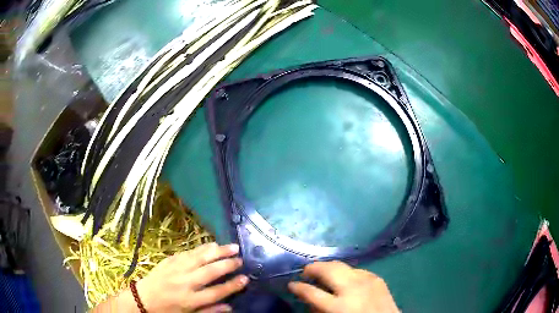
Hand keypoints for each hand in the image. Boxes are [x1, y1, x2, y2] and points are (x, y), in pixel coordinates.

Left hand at [136, 243, 247, 312]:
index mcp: (190, 300)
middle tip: (241, 259)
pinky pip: (187, 252)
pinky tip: (211, 244)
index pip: (216, 292)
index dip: (232, 286)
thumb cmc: (167, 310)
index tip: (245, 278)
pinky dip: (201, 248)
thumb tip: (230, 307)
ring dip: (217, 251)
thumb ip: (209, 311)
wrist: (142, 299)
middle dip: (227, 264)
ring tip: (231, 246)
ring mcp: (175, 270)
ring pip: (200, 258)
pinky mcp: (169, 261)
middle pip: (210, 272)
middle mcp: (184, 283)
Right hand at [288, 261, 398, 312]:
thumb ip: (319, 309)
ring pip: (342, 265)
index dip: (297, 287)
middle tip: (305, 272)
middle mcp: (353, 289)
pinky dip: (346, 273)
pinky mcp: (377, 278)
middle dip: (312, 268)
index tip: (291, 284)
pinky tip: (345, 279)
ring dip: (329, 268)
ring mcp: (367, 280)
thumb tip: (309, 297)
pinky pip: (356, 270)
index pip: (311, 292)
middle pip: (327, 270)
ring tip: (323, 273)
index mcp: (339, 306)